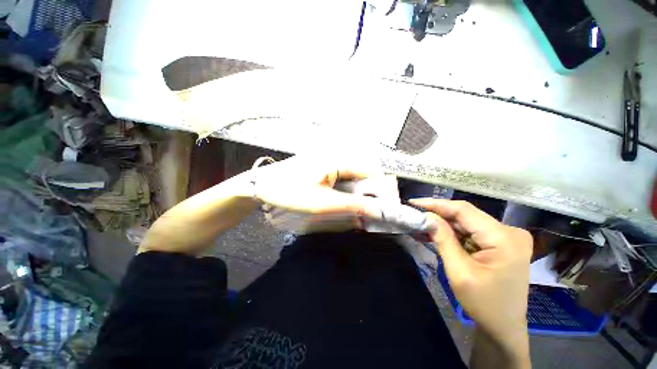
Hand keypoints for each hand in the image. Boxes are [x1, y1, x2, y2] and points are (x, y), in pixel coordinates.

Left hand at [249, 155, 387, 222]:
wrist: (261, 186)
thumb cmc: (291, 193)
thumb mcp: (324, 203)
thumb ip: (353, 205)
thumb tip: (377, 210)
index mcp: (338, 160)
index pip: (370, 172)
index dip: (380, 190)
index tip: (384, 207)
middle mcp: (335, 157)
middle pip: (361, 175)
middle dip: (368, 194)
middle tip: (369, 213)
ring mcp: (327, 162)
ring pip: (351, 178)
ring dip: (356, 194)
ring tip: (357, 210)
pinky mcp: (320, 168)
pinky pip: (340, 178)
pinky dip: (345, 191)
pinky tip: (342, 202)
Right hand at [410, 199, 532, 349]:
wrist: (503, 326)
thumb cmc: (483, 304)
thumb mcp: (459, 271)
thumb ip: (443, 239)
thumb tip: (427, 216)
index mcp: (504, 238)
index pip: (464, 210)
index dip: (436, 204)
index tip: (413, 203)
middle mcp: (509, 232)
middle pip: (465, 215)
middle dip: (437, 215)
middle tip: (413, 214)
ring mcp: (506, 237)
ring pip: (466, 222)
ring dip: (442, 224)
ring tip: (419, 225)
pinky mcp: (500, 242)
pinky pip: (470, 231)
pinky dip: (451, 233)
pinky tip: (434, 233)